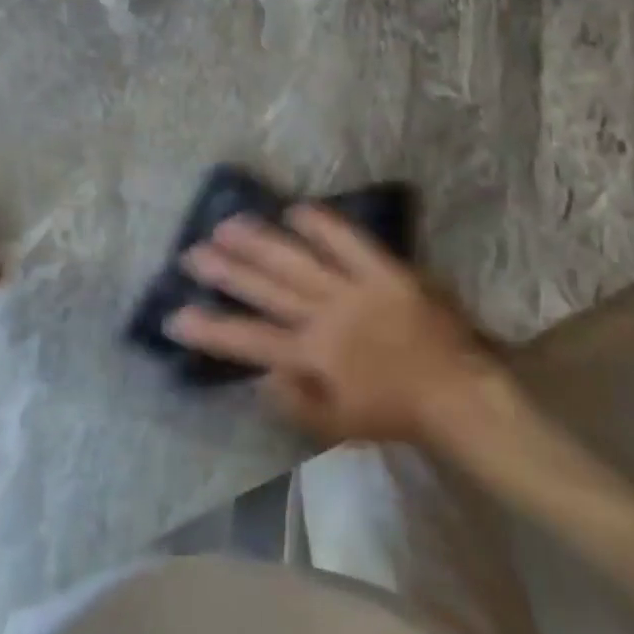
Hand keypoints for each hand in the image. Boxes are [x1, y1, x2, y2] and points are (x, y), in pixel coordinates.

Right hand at [167, 205, 499, 445]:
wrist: (457, 394)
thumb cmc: (395, 413)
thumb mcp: (339, 425)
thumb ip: (294, 402)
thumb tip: (259, 376)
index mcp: (313, 357)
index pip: (250, 341)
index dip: (210, 329)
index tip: (175, 316)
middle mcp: (325, 318)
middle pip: (266, 290)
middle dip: (226, 271)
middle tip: (191, 253)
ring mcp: (354, 290)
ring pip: (296, 261)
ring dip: (259, 243)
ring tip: (226, 224)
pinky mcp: (383, 271)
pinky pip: (349, 242)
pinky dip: (322, 224)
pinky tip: (295, 208)